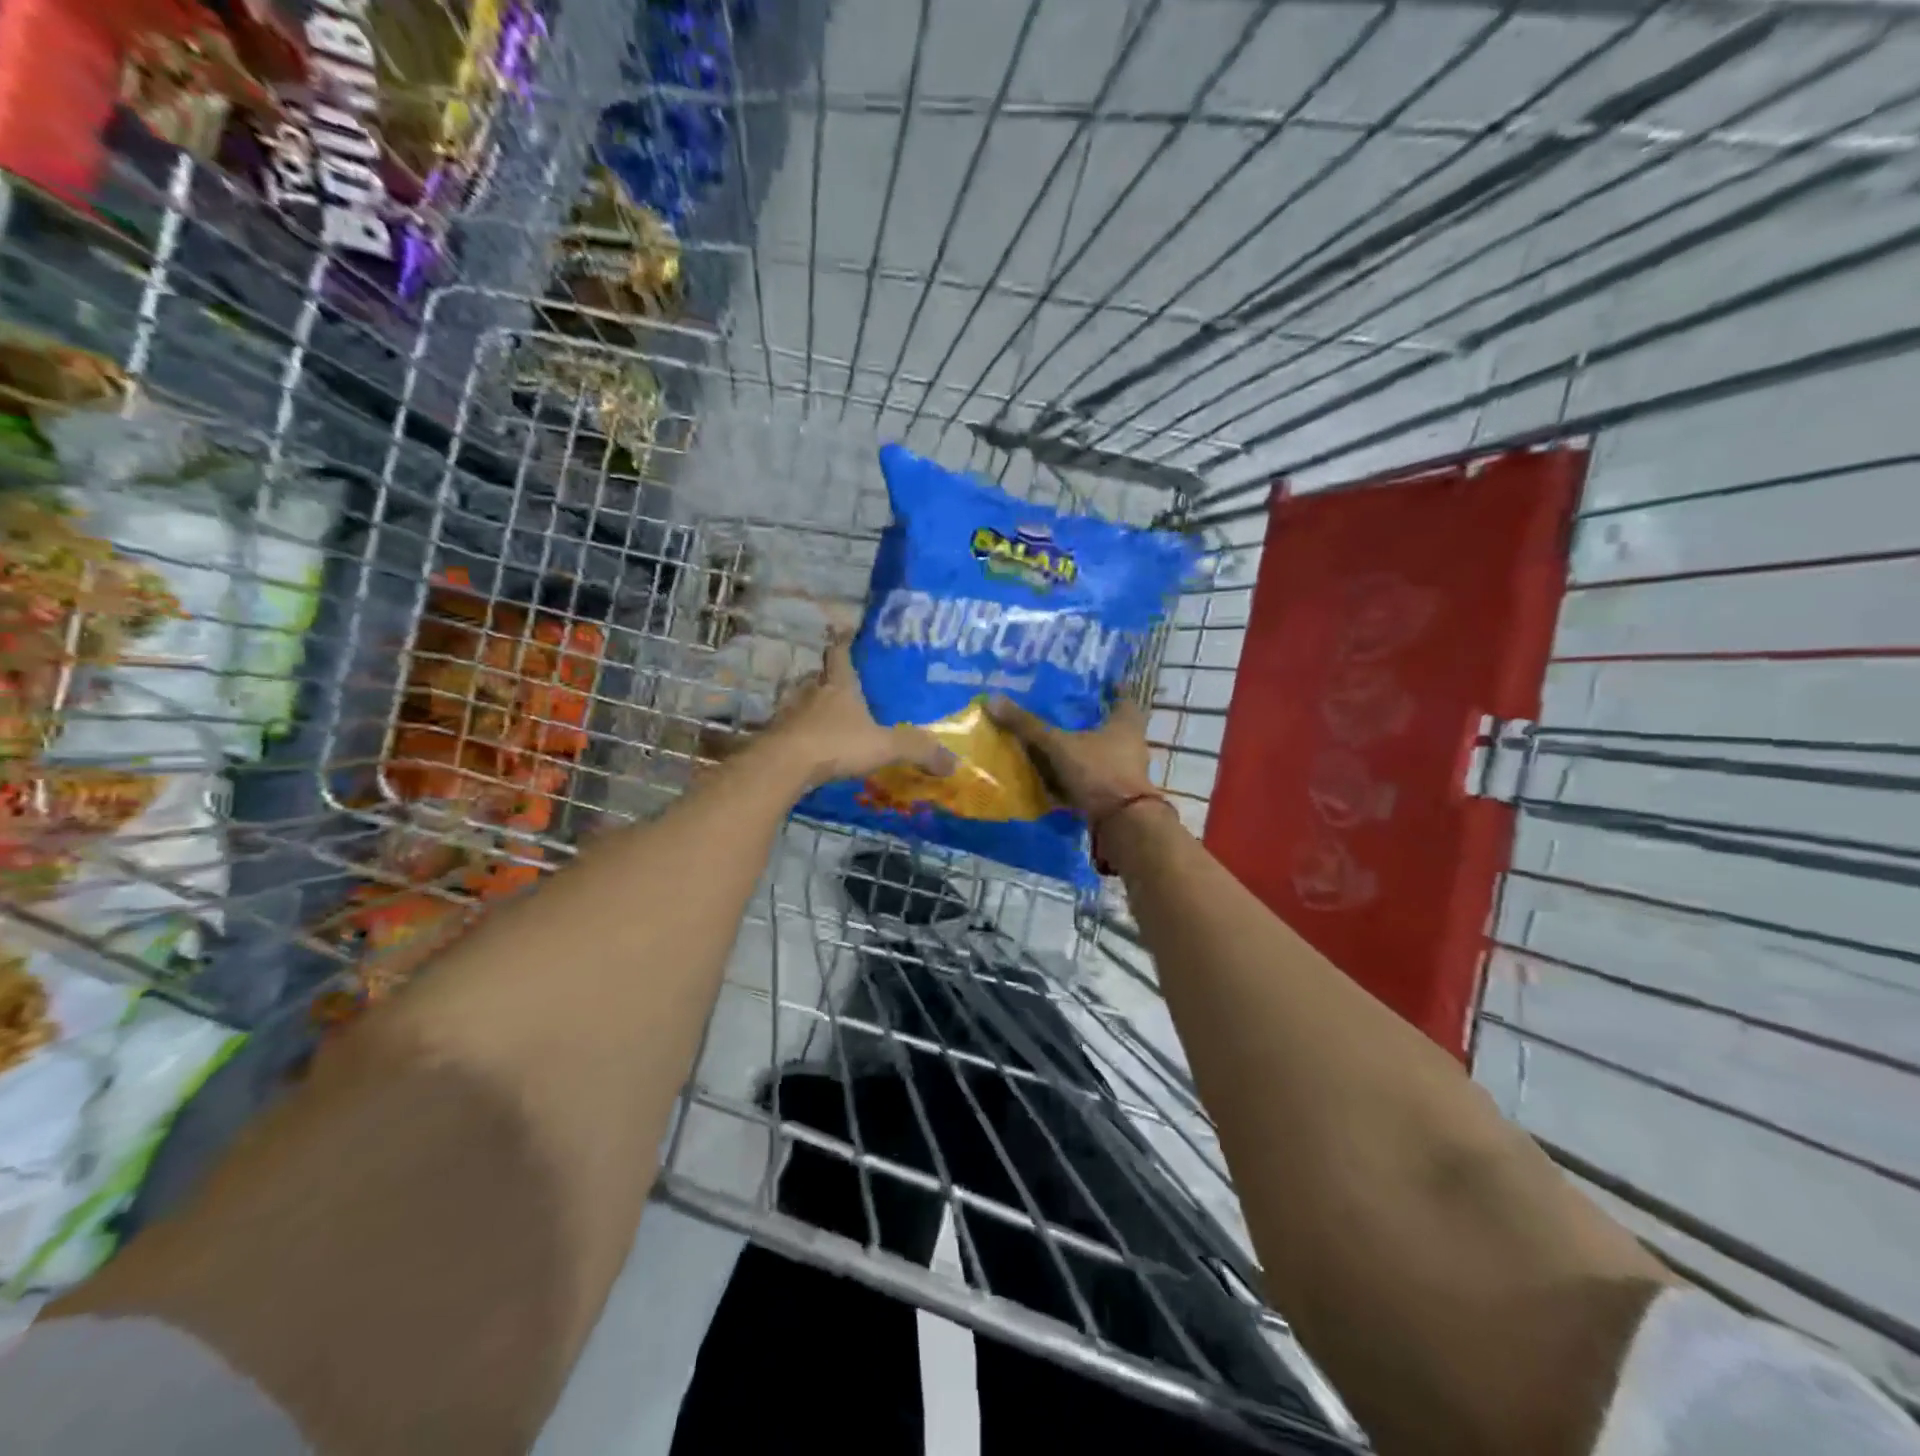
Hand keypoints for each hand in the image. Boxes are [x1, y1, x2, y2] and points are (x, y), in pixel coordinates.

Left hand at [765, 638, 956, 791]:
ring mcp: (790, 713)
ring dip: (813, 707)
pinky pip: (792, 729)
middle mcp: (812, 692)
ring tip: (829, 718)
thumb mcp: (884, 746)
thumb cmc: (836, 743)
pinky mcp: (776, 736)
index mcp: (839, 685)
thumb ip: (917, 750)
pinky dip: (801, 733)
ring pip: (803, 702)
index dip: (843, 643)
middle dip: (830, 679)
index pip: (839, 653)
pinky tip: (811, 746)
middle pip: (819, 676)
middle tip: (845, 686)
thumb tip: (954, 763)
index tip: (845, 634)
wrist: (784, 764)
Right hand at [986, 696, 1157, 820]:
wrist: (1121, 823)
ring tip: (1051, 743)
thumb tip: (993, 700)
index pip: (1123, 698)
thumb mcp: (1059, 745)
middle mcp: (1129, 745)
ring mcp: (1123, 773)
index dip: (1113, 689)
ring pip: (1099, 754)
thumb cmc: (1098, 772)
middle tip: (1063, 712)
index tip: (1101, 683)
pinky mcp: (1113, 795)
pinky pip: (1090, 780)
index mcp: (1125, 724)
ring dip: (1079, 751)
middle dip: (1089, 721)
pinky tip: (1052, 778)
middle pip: (1110, 727)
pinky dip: (1074, 778)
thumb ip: (1029, 726)